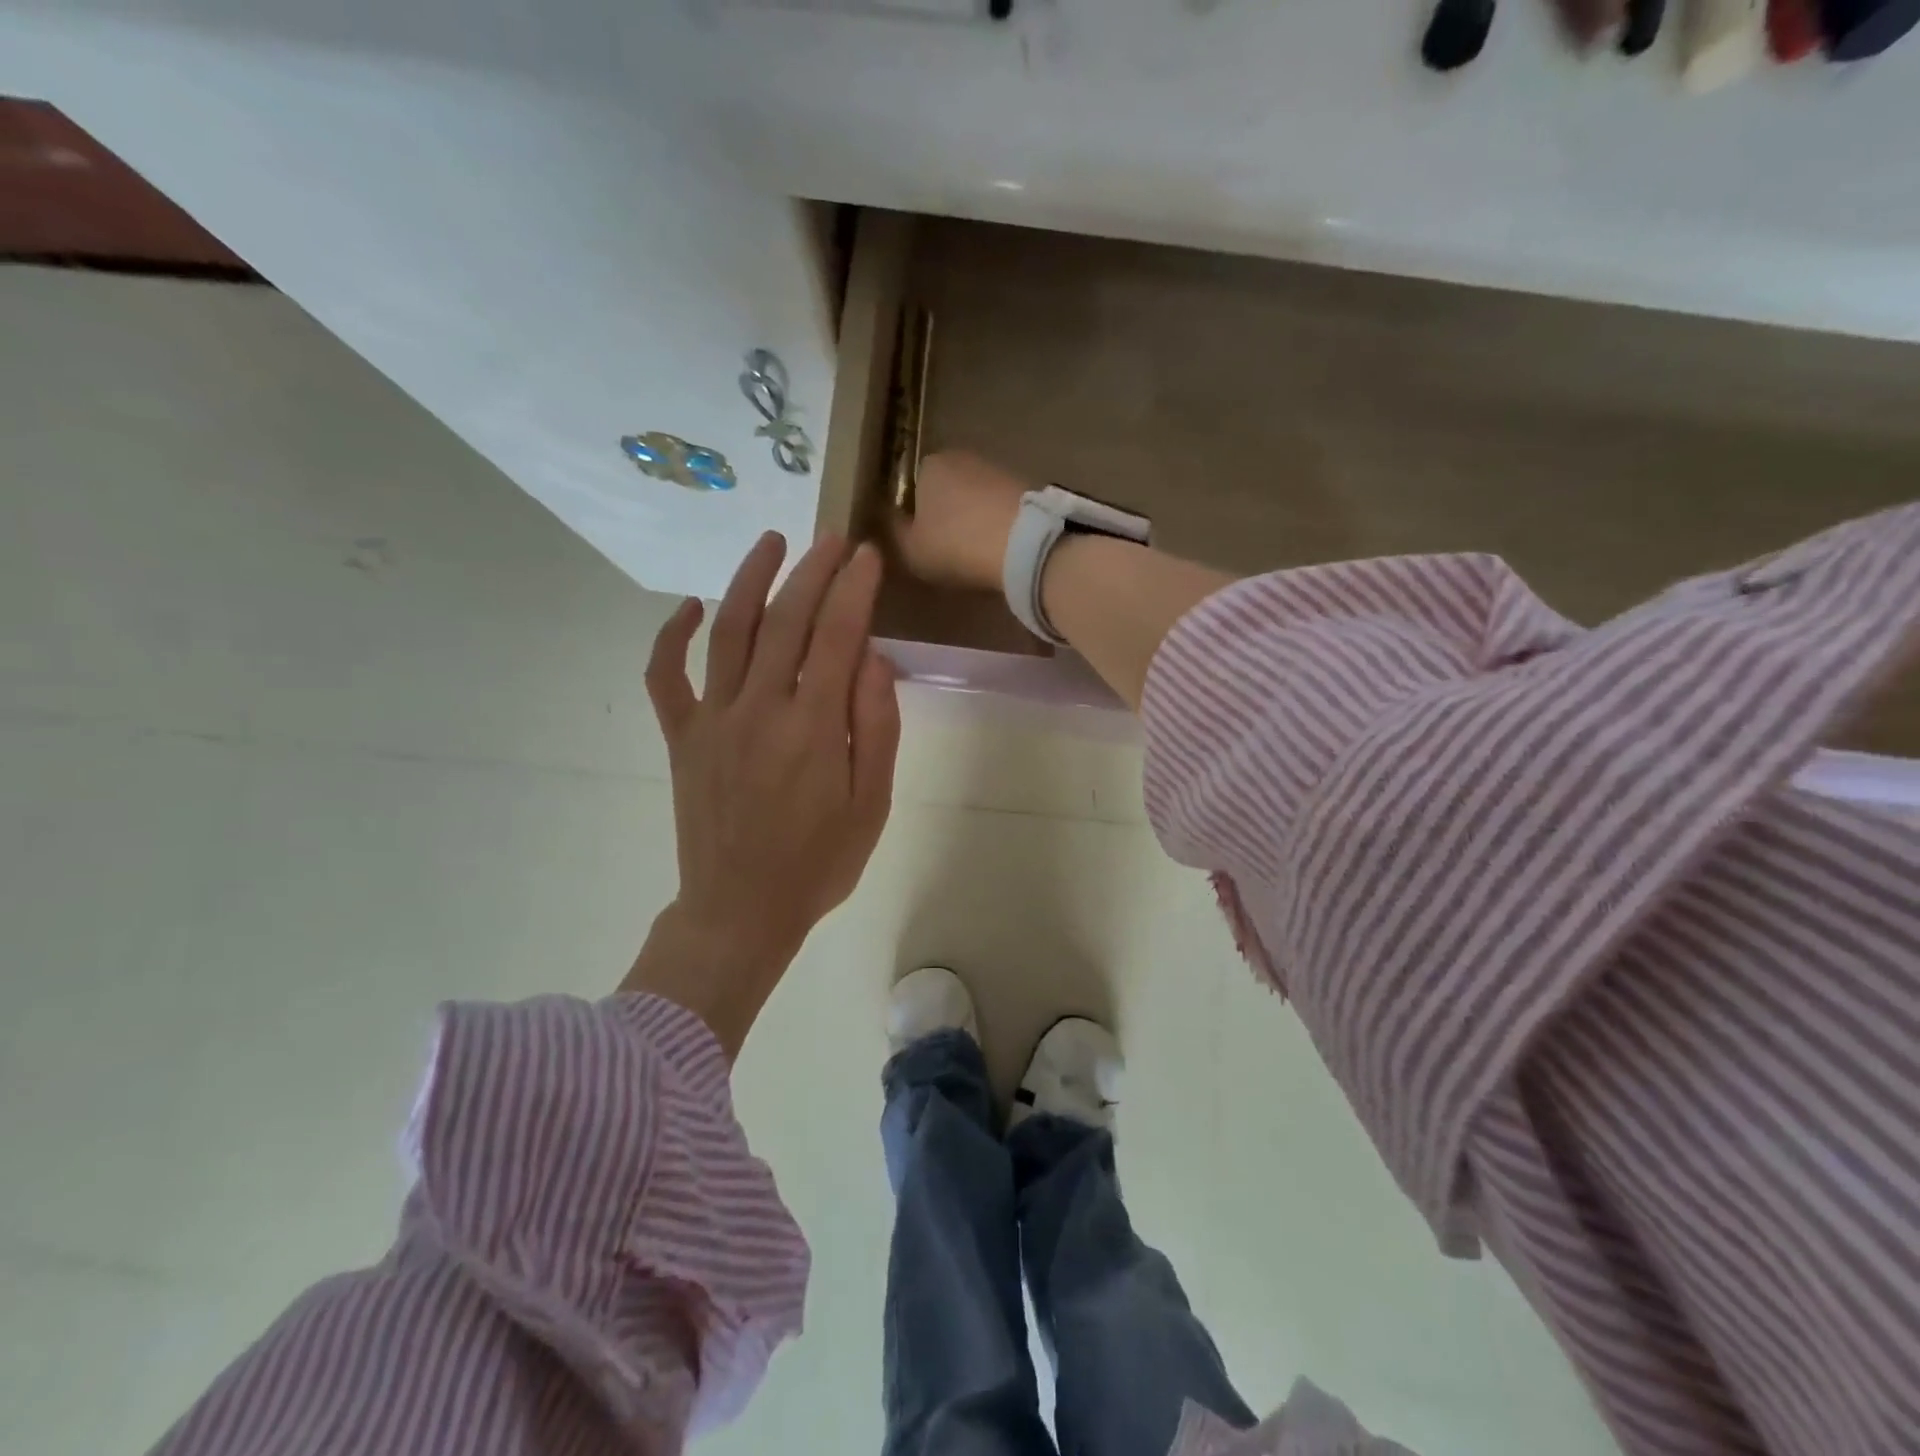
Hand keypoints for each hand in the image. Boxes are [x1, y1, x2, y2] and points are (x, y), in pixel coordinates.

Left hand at [624, 532, 900, 1058]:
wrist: (740, 912)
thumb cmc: (818, 864)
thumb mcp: (871, 805)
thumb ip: (877, 727)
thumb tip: (872, 658)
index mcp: (813, 730)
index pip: (837, 637)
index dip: (854, 590)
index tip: (866, 557)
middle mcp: (759, 711)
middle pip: (786, 621)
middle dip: (812, 571)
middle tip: (832, 541)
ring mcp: (712, 721)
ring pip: (728, 631)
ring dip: (749, 580)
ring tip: (771, 543)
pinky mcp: (681, 737)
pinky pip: (666, 676)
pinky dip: (671, 636)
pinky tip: (690, 606)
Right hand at [894, 450, 1030, 591]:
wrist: (1022, 543)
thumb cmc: (955, 544)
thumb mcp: (910, 549)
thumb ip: (894, 532)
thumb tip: (888, 519)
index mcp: (927, 465)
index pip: (911, 488)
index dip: (913, 516)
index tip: (919, 542)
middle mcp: (960, 457)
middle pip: (944, 489)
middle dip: (944, 514)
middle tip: (946, 550)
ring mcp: (996, 468)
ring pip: (973, 497)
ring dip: (972, 518)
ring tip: (974, 551)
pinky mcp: (1024, 485)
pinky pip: (998, 507)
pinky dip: (995, 523)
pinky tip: (997, 546)